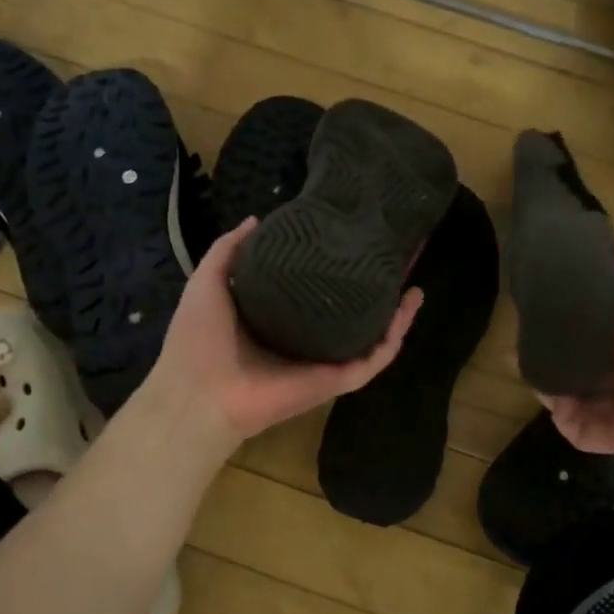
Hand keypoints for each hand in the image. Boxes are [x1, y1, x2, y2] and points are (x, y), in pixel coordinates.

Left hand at [146, 218, 422, 447]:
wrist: (199, 393)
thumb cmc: (199, 339)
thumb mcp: (210, 281)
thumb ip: (230, 250)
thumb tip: (258, 219)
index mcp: (280, 319)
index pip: (319, 289)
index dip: (339, 265)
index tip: (357, 238)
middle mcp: (308, 339)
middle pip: (353, 311)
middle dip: (376, 286)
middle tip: (397, 255)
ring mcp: (326, 361)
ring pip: (373, 334)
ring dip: (397, 310)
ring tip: (415, 278)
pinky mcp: (338, 379)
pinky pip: (376, 357)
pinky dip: (396, 333)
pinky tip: (410, 304)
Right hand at [547, 242, 613, 489]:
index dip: (593, 295)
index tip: (562, 277)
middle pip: (591, 347)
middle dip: (564, 335)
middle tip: (532, 315)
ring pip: (577, 386)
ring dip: (553, 374)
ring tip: (525, 354)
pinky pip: (581, 427)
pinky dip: (561, 416)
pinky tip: (547, 395)